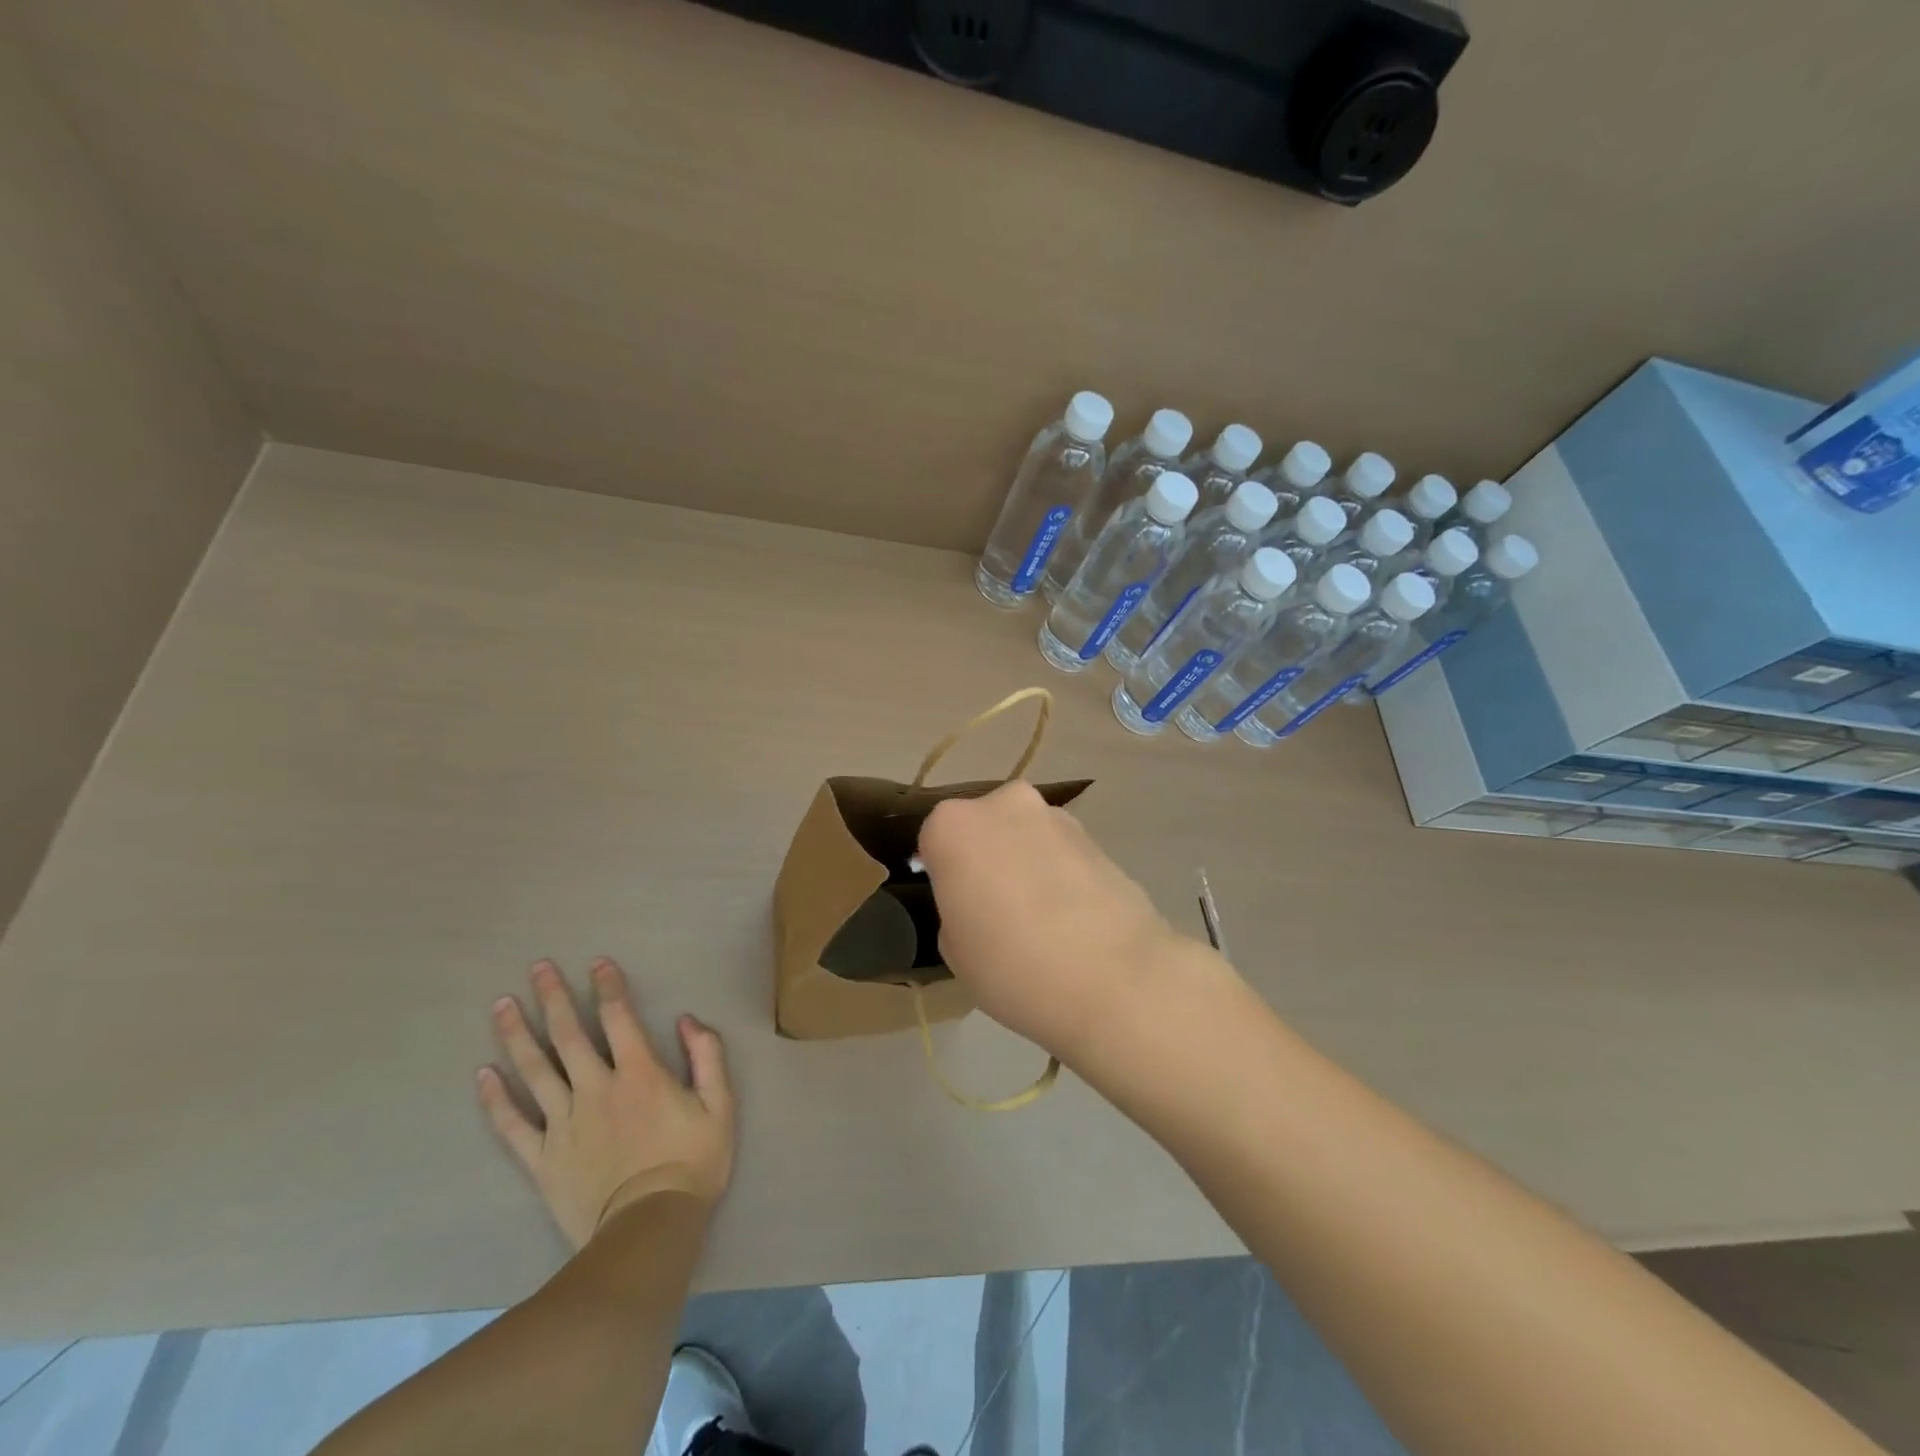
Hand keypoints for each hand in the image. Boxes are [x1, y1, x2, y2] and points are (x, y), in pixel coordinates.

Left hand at [476, 958, 733, 1248]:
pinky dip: (495, 1099)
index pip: (619, 1018)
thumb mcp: (720, 1105)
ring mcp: (563, 1123)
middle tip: (537, 968)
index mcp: (639, 1073)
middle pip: (568, 1035)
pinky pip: (512, 1125)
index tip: (596, 962)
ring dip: (516, 1035)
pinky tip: (482, 1074)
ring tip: (502, 1005)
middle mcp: (595, 1089)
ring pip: (534, 1071)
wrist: (649, 1229)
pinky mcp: (542, 1159)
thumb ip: (707, 1056)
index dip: (608, 987)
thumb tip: (686, 1019)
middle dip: (553, 997)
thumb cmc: (691, 1163)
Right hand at [917, 781, 1200, 1062]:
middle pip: (982, 827)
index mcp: (954, 825)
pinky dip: (1058, 873)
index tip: (954, 906)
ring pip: (1023, 836)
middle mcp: (1003, 804)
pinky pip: (1059, 852)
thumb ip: (956, 908)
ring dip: (1024, 862)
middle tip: (993, 908)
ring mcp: (1055, 816)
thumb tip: (978, 900)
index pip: (933, 840)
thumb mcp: (954, 949)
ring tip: (1038, 918)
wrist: (1115, 978)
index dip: (942, 873)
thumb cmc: (1013, 966)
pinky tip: (1070, 917)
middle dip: (985, 857)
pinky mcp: (1096, 836)